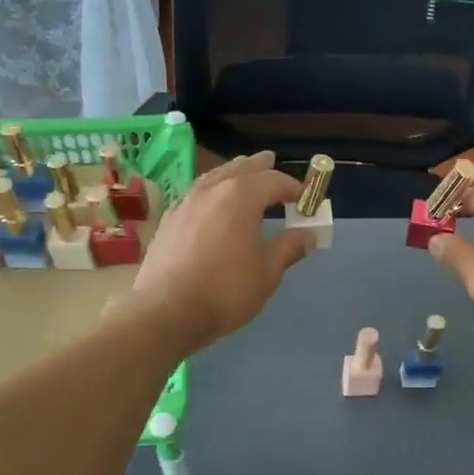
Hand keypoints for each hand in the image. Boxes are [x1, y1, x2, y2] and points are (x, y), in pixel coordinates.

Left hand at [128, 151, 315, 352]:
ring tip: (242, 176)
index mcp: (241, 196)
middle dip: (260, 167)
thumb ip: (288, 248)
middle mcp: (212, 189)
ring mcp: (186, 202)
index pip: (274, 180)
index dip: (294, 188)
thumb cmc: (225, 291)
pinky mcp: (169, 219)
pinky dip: (212, 191)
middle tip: (272, 162)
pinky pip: (197, 193)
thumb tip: (307, 235)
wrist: (166, 311)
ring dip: (233, 174)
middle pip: (241, 168)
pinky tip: (212, 204)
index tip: (306, 199)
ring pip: (215, 176)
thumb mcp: (267, 272)